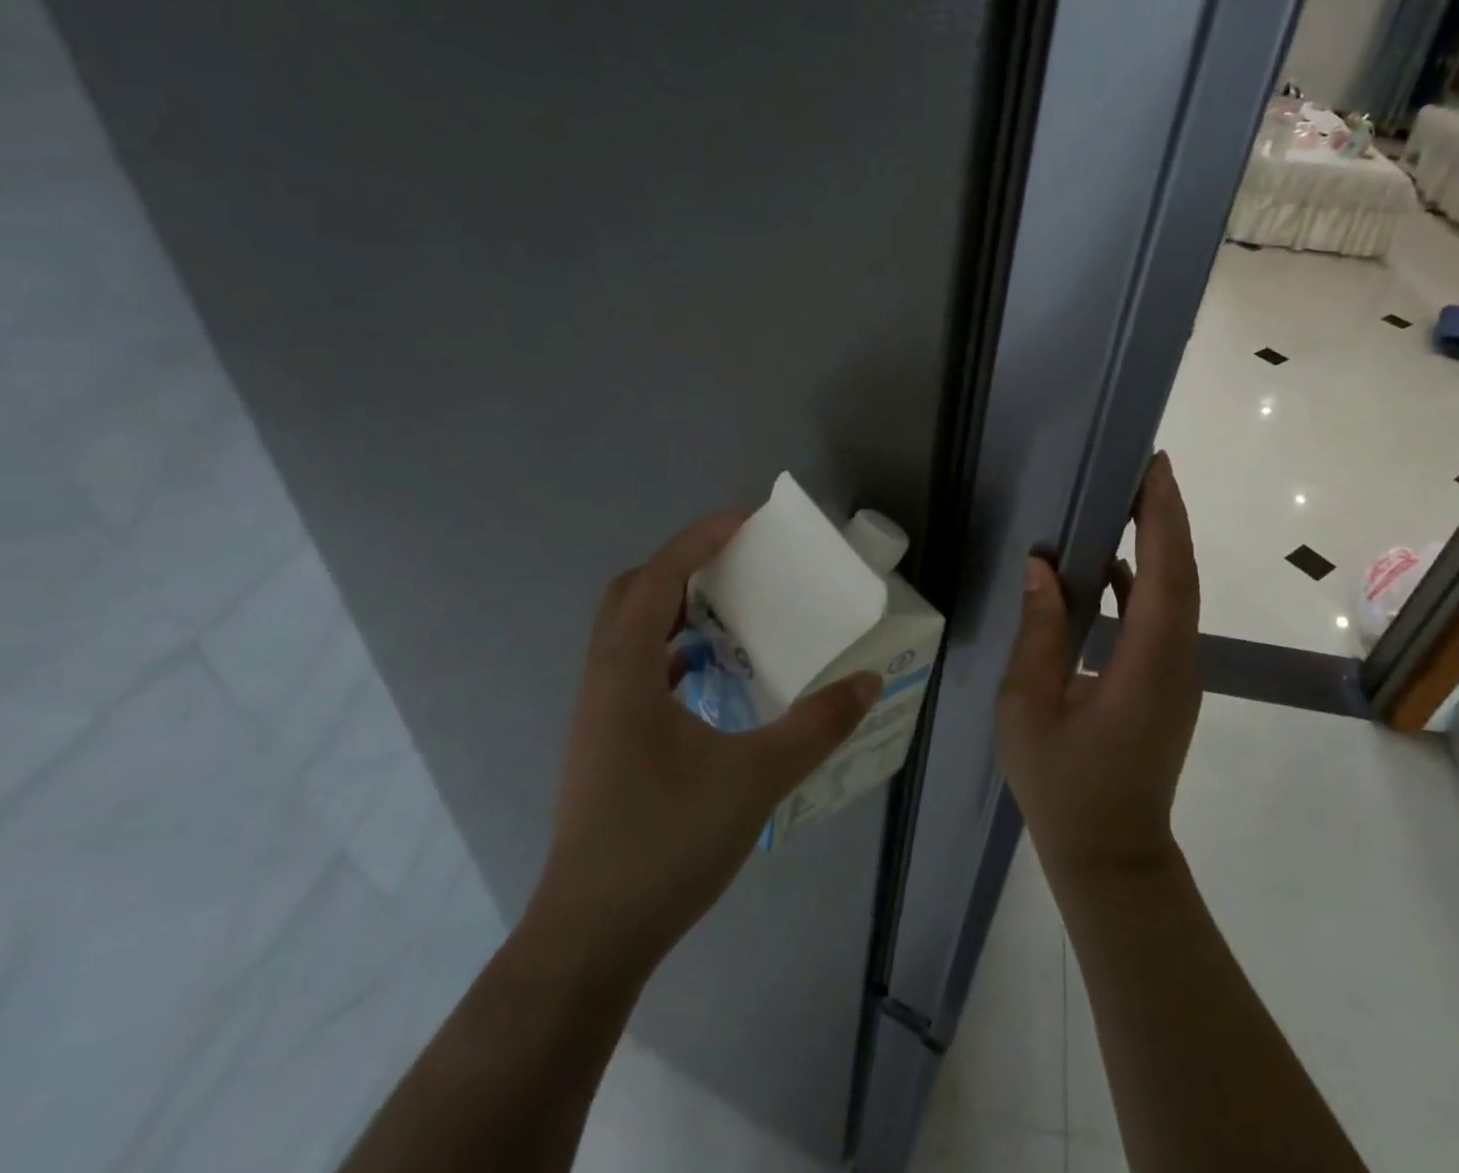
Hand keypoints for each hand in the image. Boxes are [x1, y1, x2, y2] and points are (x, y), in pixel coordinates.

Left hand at [528, 510, 879, 972]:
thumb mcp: (754, 780)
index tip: (745, 520)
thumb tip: (867, 681)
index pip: (657, 578)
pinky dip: (672, 652)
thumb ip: (816, 727)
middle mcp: (604, 681)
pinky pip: (637, 670)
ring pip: (630, 633)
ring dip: (675, 608)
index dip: (699, 539)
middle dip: (683, 566)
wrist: (591, 938)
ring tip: (731, 611)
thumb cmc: (665, 844)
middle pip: (632, 594)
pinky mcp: (607, 743)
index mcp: (627, 673)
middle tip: (737, 564)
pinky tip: (711, 676)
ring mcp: (600, 715)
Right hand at [997, 453, 1202, 880]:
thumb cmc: (1064, 786)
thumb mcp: (1030, 707)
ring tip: (1126, 502)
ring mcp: (1178, 673)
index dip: (1163, 516)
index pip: (1166, 573)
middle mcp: (1177, 660)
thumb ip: (1039, 633)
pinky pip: (1163, 617)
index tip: (1154, 468)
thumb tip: (1043, 568)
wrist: (1111, 856)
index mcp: (1147, 663)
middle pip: (1181, 573)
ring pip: (1177, 593)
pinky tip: (1111, 568)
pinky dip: (1146, 581)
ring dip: (1159, 544)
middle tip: (1141, 468)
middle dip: (1166, 515)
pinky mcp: (1168, 683)